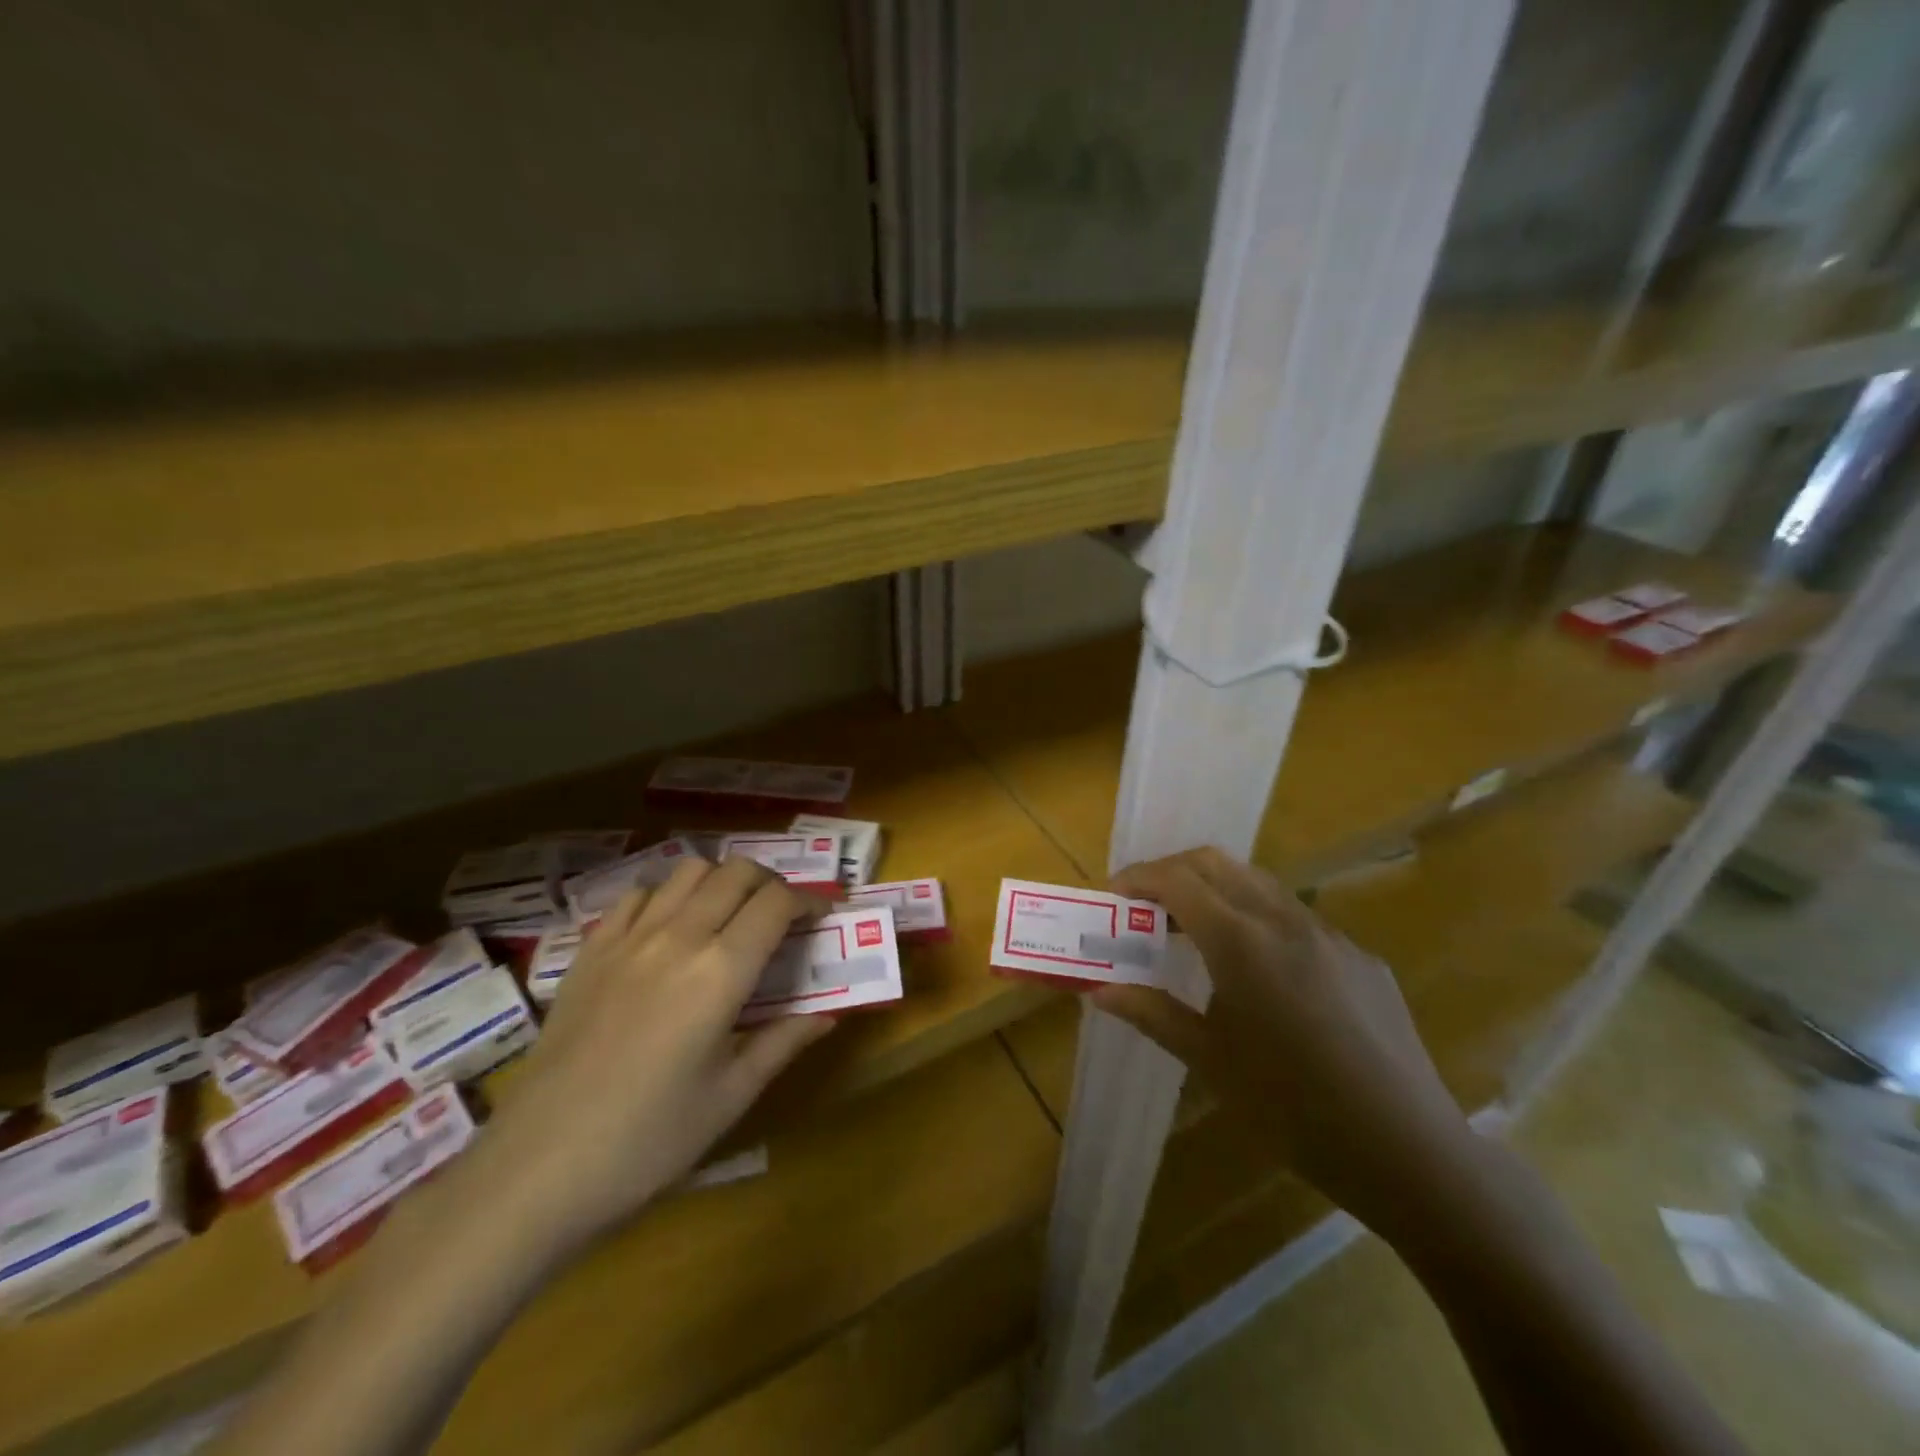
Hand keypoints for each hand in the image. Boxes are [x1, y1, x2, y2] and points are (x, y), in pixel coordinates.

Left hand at [474, 856, 835, 1261]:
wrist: (535, 1171)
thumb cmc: (647, 1142)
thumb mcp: (730, 1097)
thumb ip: (783, 1043)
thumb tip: (827, 1016)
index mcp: (720, 973)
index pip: (776, 903)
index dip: (809, 900)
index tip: (822, 916)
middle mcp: (678, 937)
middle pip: (737, 872)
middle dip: (771, 883)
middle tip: (781, 916)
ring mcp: (628, 939)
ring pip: (688, 870)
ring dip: (721, 881)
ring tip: (729, 916)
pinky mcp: (590, 951)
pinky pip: (637, 895)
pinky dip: (667, 897)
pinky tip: (668, 930)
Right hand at [1094, 848, 1472, 1229]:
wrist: (1407, 1149)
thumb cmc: (1291, 1109)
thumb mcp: (1210, 1061)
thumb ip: (1151, 1013)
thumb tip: (1099, 990)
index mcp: (1242, 943)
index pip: (1178, 880)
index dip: (1140, 878)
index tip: (1115, 894)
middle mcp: (1285, 921)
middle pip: (1218, 863)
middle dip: (1174, 871)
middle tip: (1148, 904)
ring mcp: (1330, 935)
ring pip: (1259, 884)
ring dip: (1217, 890)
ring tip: (1196, 932)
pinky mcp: (1361, 957)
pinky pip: (1297, 918)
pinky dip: (1259, 920)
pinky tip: (1262, 973)